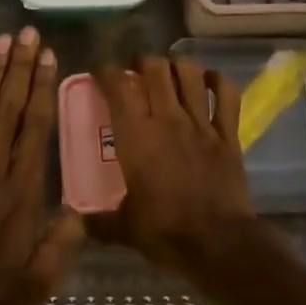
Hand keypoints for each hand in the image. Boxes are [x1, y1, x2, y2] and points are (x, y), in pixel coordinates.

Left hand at [0, 28, 81, 304]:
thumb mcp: (38, 283)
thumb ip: (61, 245)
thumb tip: (79, 209)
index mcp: (23, 192)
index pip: (36, 127)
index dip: (42, 88)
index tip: (48, 57)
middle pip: (10, 108)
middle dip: (21, 68)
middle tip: (28, 33)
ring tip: (2, 42)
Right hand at [93, 55, 256, 272]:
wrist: (219, 243)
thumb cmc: (166, 232)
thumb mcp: (124, 229)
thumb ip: (98, 221)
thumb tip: (77, 221)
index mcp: (136, 136)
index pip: (117, 87)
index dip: (106, 72)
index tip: (100, 73)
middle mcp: (167, 119)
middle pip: (155, 68)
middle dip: (143, 61)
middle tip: (136, 71)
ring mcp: (201, 123)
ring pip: (190, 73)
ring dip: (177, 65)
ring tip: (169, 72)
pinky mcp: (228, 134)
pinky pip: (227, 94)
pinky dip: (218, 81)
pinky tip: (209, 82)